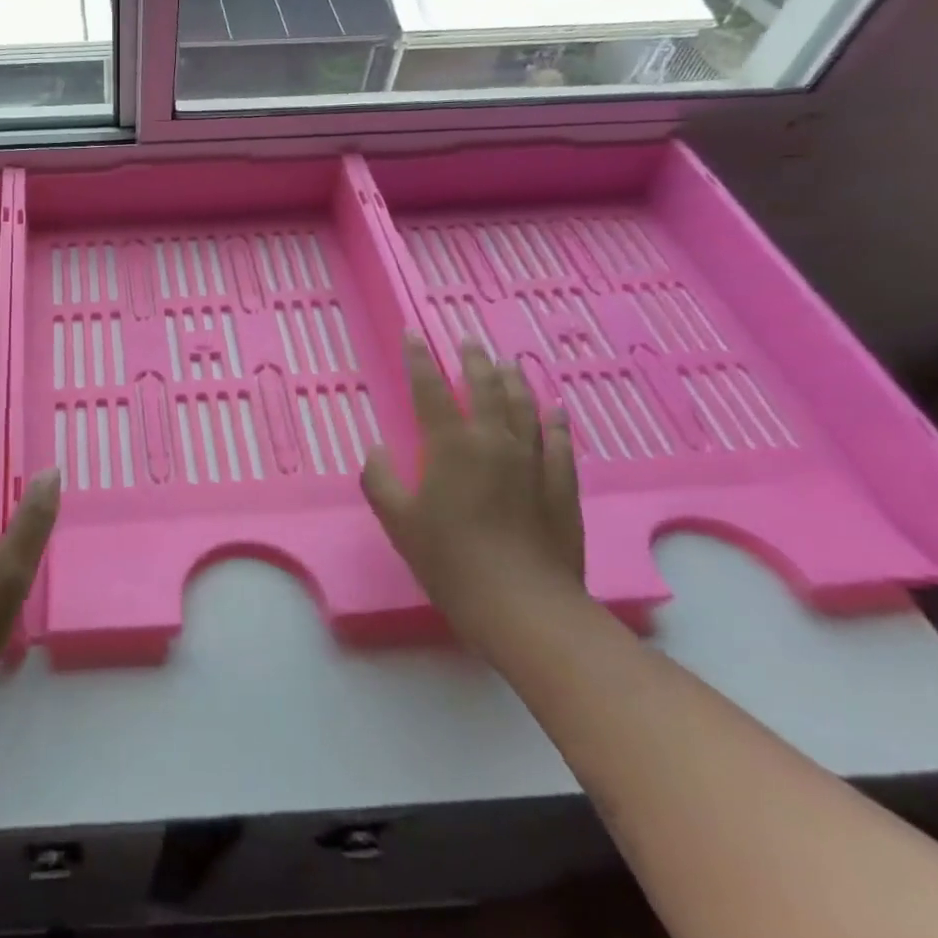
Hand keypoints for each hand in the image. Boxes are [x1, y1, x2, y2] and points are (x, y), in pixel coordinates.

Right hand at [360, 337, 585, 638]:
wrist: (522, 604)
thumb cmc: (449, 560)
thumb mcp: (397, 521)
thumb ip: (379, 480)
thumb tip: (376, 451)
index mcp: (450, 445)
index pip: (429, 388)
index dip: (418, 358)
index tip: (413, 333)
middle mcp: (493, 440)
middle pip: (484, 387)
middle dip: (472, 360)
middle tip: (467, 341)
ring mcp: (532, 460)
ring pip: (524, 406)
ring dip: (514, 380)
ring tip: (508, 363)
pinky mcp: (561, 484)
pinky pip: (559, 441)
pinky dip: (555, 421)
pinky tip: (555, 410)